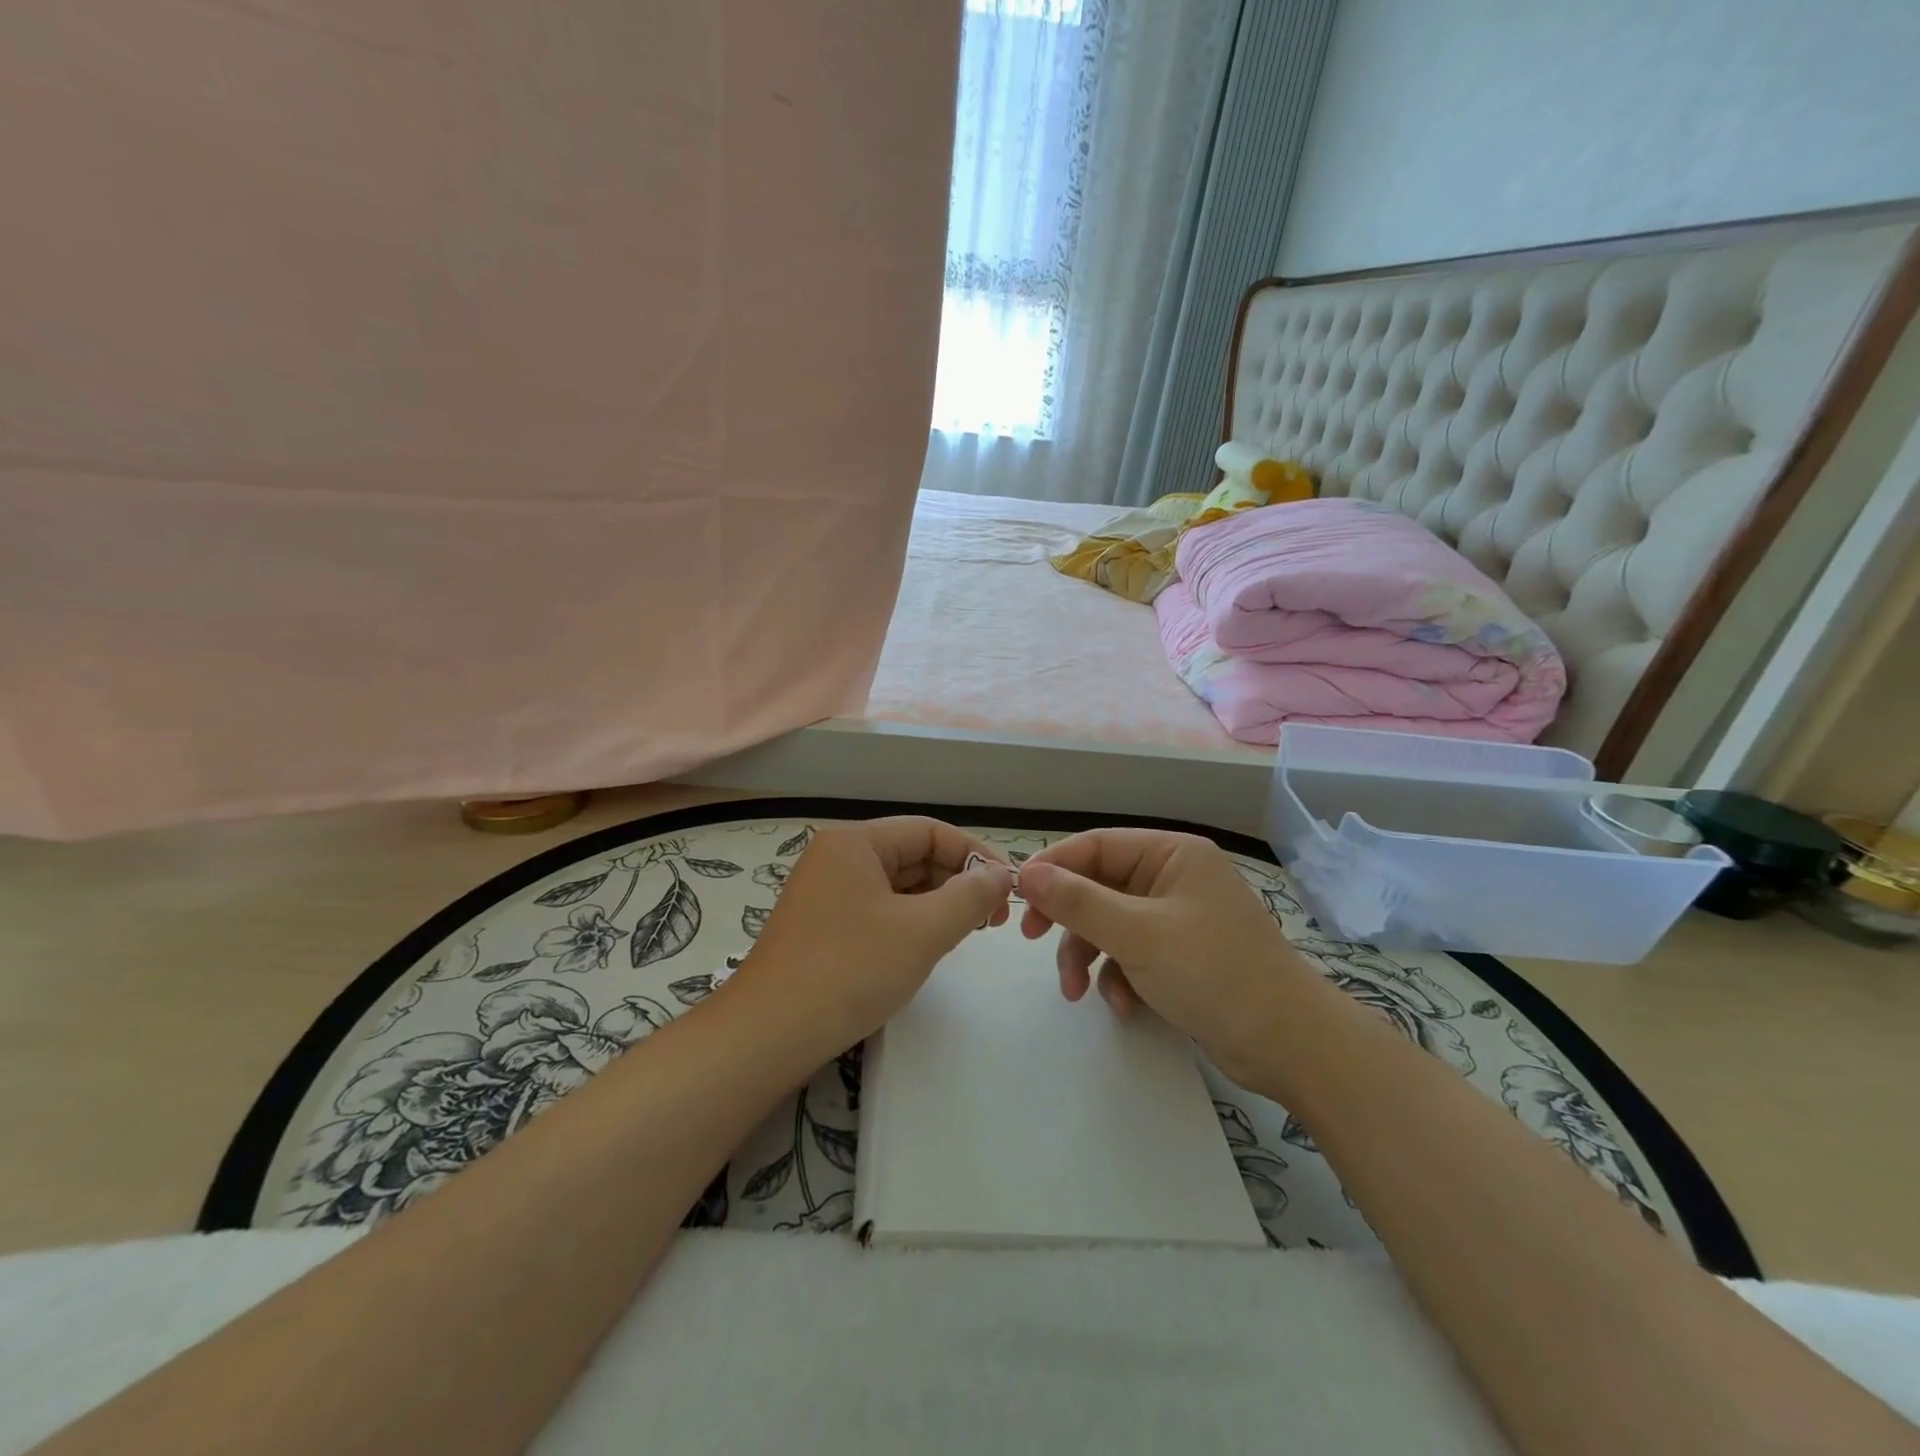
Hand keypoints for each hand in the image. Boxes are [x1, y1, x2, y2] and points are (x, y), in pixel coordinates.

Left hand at [728, 817, 1014, 1052]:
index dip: (975, 855)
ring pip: (897, 886)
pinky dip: (910, 923)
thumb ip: (970, 897)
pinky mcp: (822, 927)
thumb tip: (1001, 875)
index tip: (1009, 888)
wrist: (769, 1035)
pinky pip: (878, 910)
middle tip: (993, 919)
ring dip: (936, 905)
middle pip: (913, 855)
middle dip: (957, 883)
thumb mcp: (923, 931)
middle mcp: (837, 857)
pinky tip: (928, 948)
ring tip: (967, 934)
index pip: (930, 831)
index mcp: (855, 841)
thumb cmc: (850, 970)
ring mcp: (825, 893)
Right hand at [1017, 829, 1319, 1084]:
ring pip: (1110, 923)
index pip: (1096, 845)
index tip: (1017, 897)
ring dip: (1088, 954)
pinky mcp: (1181, 955)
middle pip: (1100, 886)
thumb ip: (1078, 902)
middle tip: (1034, 939)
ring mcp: (1178, 918)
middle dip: (1069, 919)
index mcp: (1172, 854)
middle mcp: (1174, 878)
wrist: (1290, 1045)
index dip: (1053, 867)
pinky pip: (1131, 952)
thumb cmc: (1214, 973)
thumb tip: (1026, 873)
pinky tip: (1122, 1004)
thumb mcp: (1138, 934)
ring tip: (1076, 991)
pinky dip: (1118, 975)